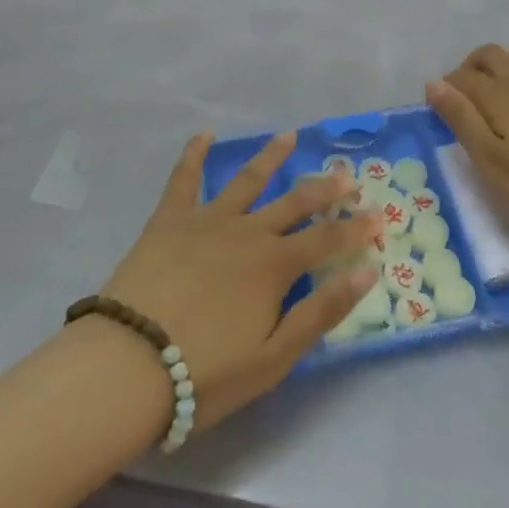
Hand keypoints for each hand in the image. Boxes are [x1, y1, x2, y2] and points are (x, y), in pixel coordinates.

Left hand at [101, 133, 380, 431]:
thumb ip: (322, 311)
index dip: (357, 228)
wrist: (129, 364)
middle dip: (325, 188)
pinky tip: (203, 134)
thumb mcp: (275, 357)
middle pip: (295, 202)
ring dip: (271, 157)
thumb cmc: (206, 372)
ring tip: (289, 136)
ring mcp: (207, 220)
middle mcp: (248, 232)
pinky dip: (193, 154)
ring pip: (247, 180)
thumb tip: (368, 272)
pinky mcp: (169, 220)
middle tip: (347, 173)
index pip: (328, 239)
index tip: (380, 215)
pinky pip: (184, 179)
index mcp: (276, 266)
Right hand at [427, 44, 508, 245]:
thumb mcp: (490, 161)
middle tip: (465, 100)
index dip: (445, 88)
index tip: (440, 112)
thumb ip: (460, 118)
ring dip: (503, 63)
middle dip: (470, 68)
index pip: (461, 76)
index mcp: (499, 94)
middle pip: (489, 54)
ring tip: (498, 93)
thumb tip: (432, 83)